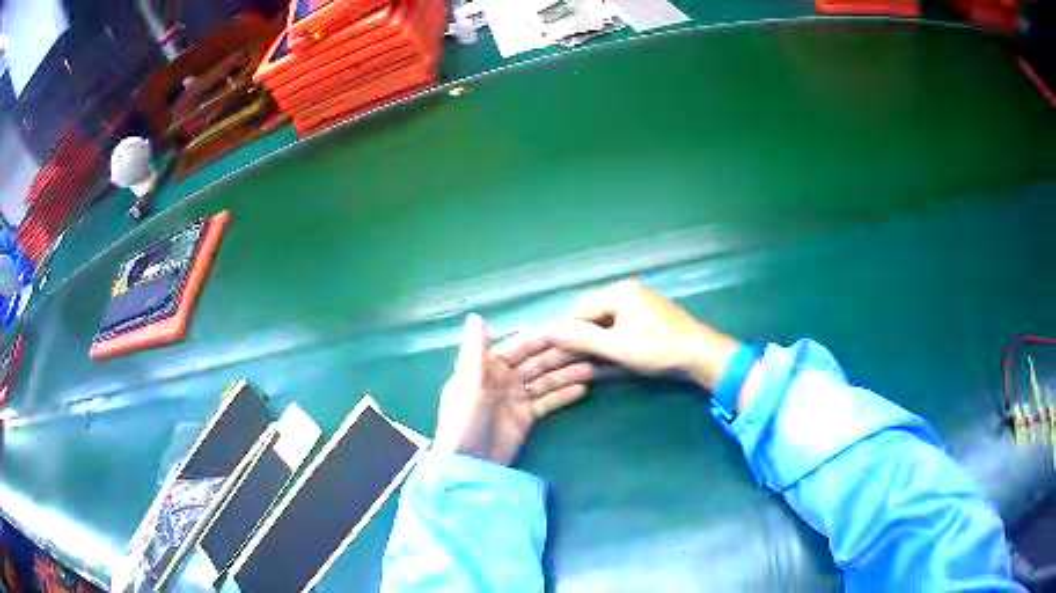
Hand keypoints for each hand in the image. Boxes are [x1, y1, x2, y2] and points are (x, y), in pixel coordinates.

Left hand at [434, 314, 594, 464]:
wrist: (470, 464)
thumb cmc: (464, 420)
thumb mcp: (469, 384)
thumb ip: (475, 350)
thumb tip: (476, 315)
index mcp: (487, 366)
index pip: (519, 346)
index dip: (541, 338)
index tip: (567, 328)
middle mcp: (503, 378)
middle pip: (536, 362)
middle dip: (560, 356)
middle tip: (587, 348)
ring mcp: (516, 398)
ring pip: (545, 381)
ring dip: (566, 374)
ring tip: (592, 368)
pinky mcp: (525, 417)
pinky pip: (547, 401)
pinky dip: (563, 395)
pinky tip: (582, 388)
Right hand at [546, 280, 738, 390]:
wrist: (701, 354)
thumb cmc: (658, 350)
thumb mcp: (617, 347)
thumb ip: (582, 338)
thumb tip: (549, 331)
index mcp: (618, 292)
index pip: (579, 309)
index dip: (568, 332)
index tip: (561, 355)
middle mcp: (627, 289)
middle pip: (592, 311)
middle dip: (583, 334)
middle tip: (578, 359)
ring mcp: (640, 299)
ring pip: (606, 317)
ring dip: (598, 337)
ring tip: (594, 358)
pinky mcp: (649, 312)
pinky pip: (620, 320)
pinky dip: (613, 335)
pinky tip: (614, 352)